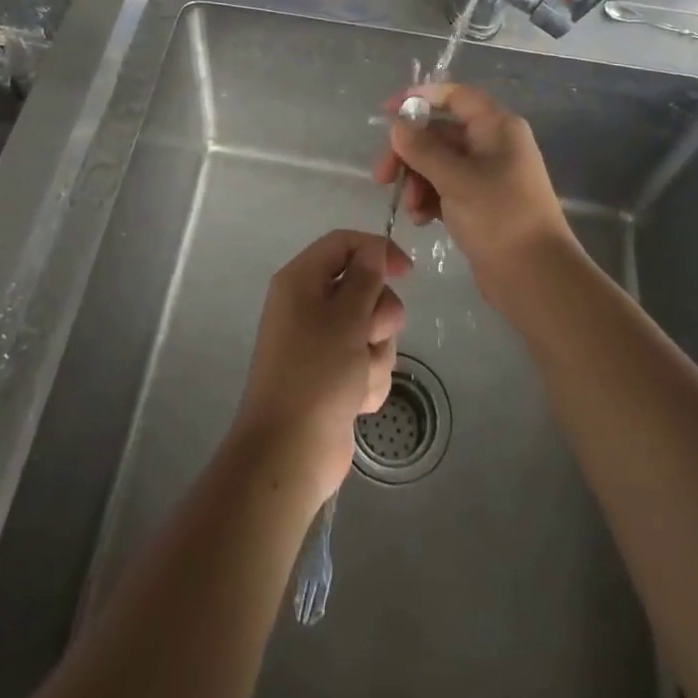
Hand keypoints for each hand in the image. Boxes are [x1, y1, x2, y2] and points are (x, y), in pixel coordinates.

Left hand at [232, 230, 409, 507]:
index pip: (343, 244)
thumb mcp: (346, 318)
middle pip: (363, 287)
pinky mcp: (334, 375)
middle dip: (379, 315)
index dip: (377, 250)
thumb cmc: (315, 374)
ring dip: (376, 353)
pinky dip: (369, 378)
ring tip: (359, 378)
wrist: (289, 453)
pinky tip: (358, 401)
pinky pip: (366, 361)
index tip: (407, 272)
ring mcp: (321, 342)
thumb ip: (365, 278)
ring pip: (371, 328)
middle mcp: (308, 305)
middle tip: (370, 335)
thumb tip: (374, 249)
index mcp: (301, 281)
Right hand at [373, 83, 577, 306]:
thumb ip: (422, 149)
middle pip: (440, 133)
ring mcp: (487, 175)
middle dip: (409, 152)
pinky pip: (445, 188)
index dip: (420, 97)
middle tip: (382, 175)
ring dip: (416, 179)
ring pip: (438, 163)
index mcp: (497, 127)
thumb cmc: (500, 217)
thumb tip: (398, 126)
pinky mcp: (480, 204)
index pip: (454, 96)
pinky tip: (421, 219)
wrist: (537, 278)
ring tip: (410, 207)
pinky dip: (429, 198)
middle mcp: (493, 144)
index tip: (387, 112)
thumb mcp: (456, 179)